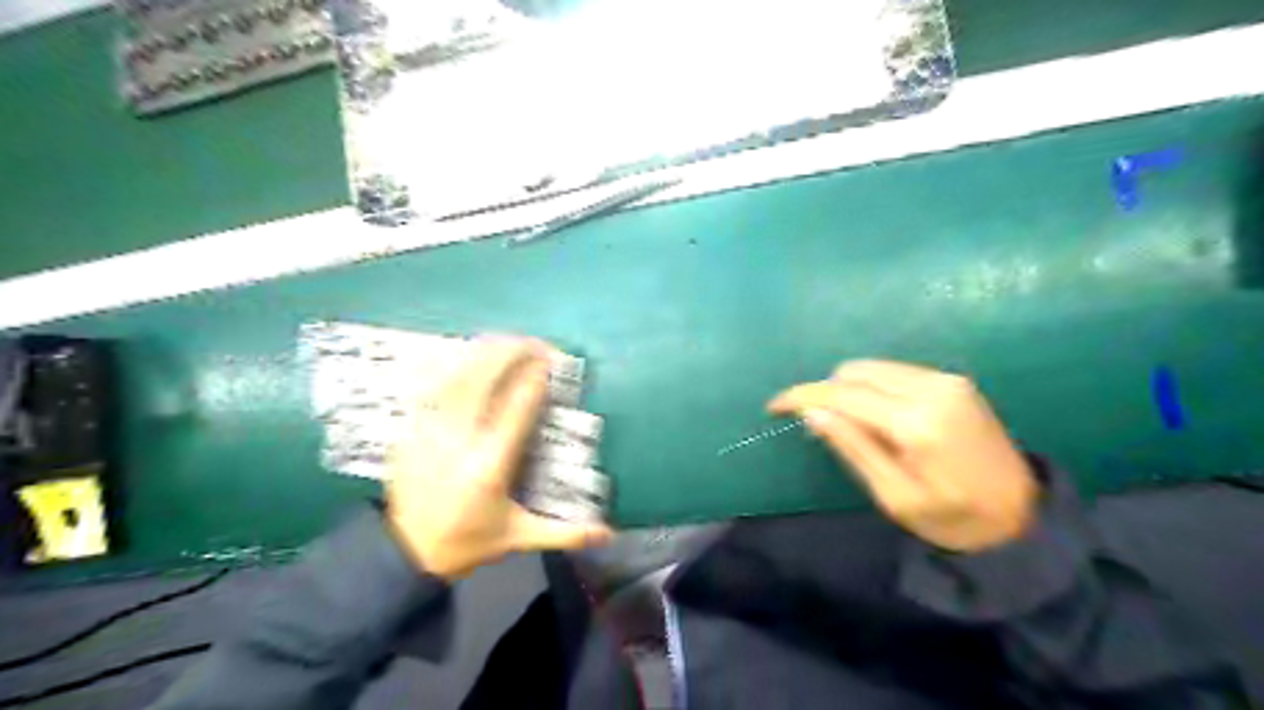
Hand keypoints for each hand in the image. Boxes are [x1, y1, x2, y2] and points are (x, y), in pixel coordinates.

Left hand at [384, 338, 610, 582]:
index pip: (516, 410)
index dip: (533, 380)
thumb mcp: (518, 536)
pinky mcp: (413, 430)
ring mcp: (431, 432)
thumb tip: (607, 534)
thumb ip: (565, 532)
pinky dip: (454, 366)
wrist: (407, 552)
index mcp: (490, 466)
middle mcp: (460, 441)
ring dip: (484, 354)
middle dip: (510, 355)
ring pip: (458, 378)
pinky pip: (434, 387)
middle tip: (534, 344)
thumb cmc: (468, 541)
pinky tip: (469, 356)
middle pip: (484, 382)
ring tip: (508, 341)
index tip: (550, 362)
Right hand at [771, 360, 1036, 554]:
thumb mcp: (894, 496)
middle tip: (814, 425)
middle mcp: (932, 388)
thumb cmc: (953, 519)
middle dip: (825, 392)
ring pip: (874, 368)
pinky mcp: (954, 380)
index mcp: (916, 421)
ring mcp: (946, 380)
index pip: (843, 394)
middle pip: (856, 372)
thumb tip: (812, 412)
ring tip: (843, 422)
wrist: (1023, 517)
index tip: (774, 405)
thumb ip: (853, 447)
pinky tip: (874, 415)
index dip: (803, 396)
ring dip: (848, 389)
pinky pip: (895, 373)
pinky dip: (872, 387)